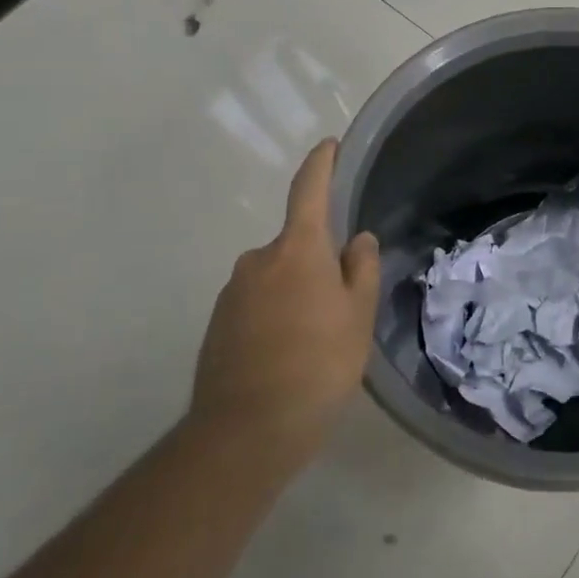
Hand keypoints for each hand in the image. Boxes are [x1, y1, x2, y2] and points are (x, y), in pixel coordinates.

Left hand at [191, 139, 380, 458]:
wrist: (246, 432)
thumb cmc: (318, 364)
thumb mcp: (358, 315)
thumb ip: (360, 269)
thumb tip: (356, 240)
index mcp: (297, 250)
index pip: (308, 191)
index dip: (320, 164)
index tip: (327, 145)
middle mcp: (258, 261)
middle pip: (295, 245)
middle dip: (317, 261)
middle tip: (341, 302)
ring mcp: (232, 293)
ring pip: (275, 277)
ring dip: (295, 292)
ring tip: (315, 339)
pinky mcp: (218, 325)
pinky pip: (255, 304)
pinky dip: (274, 316)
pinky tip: (288, 354)